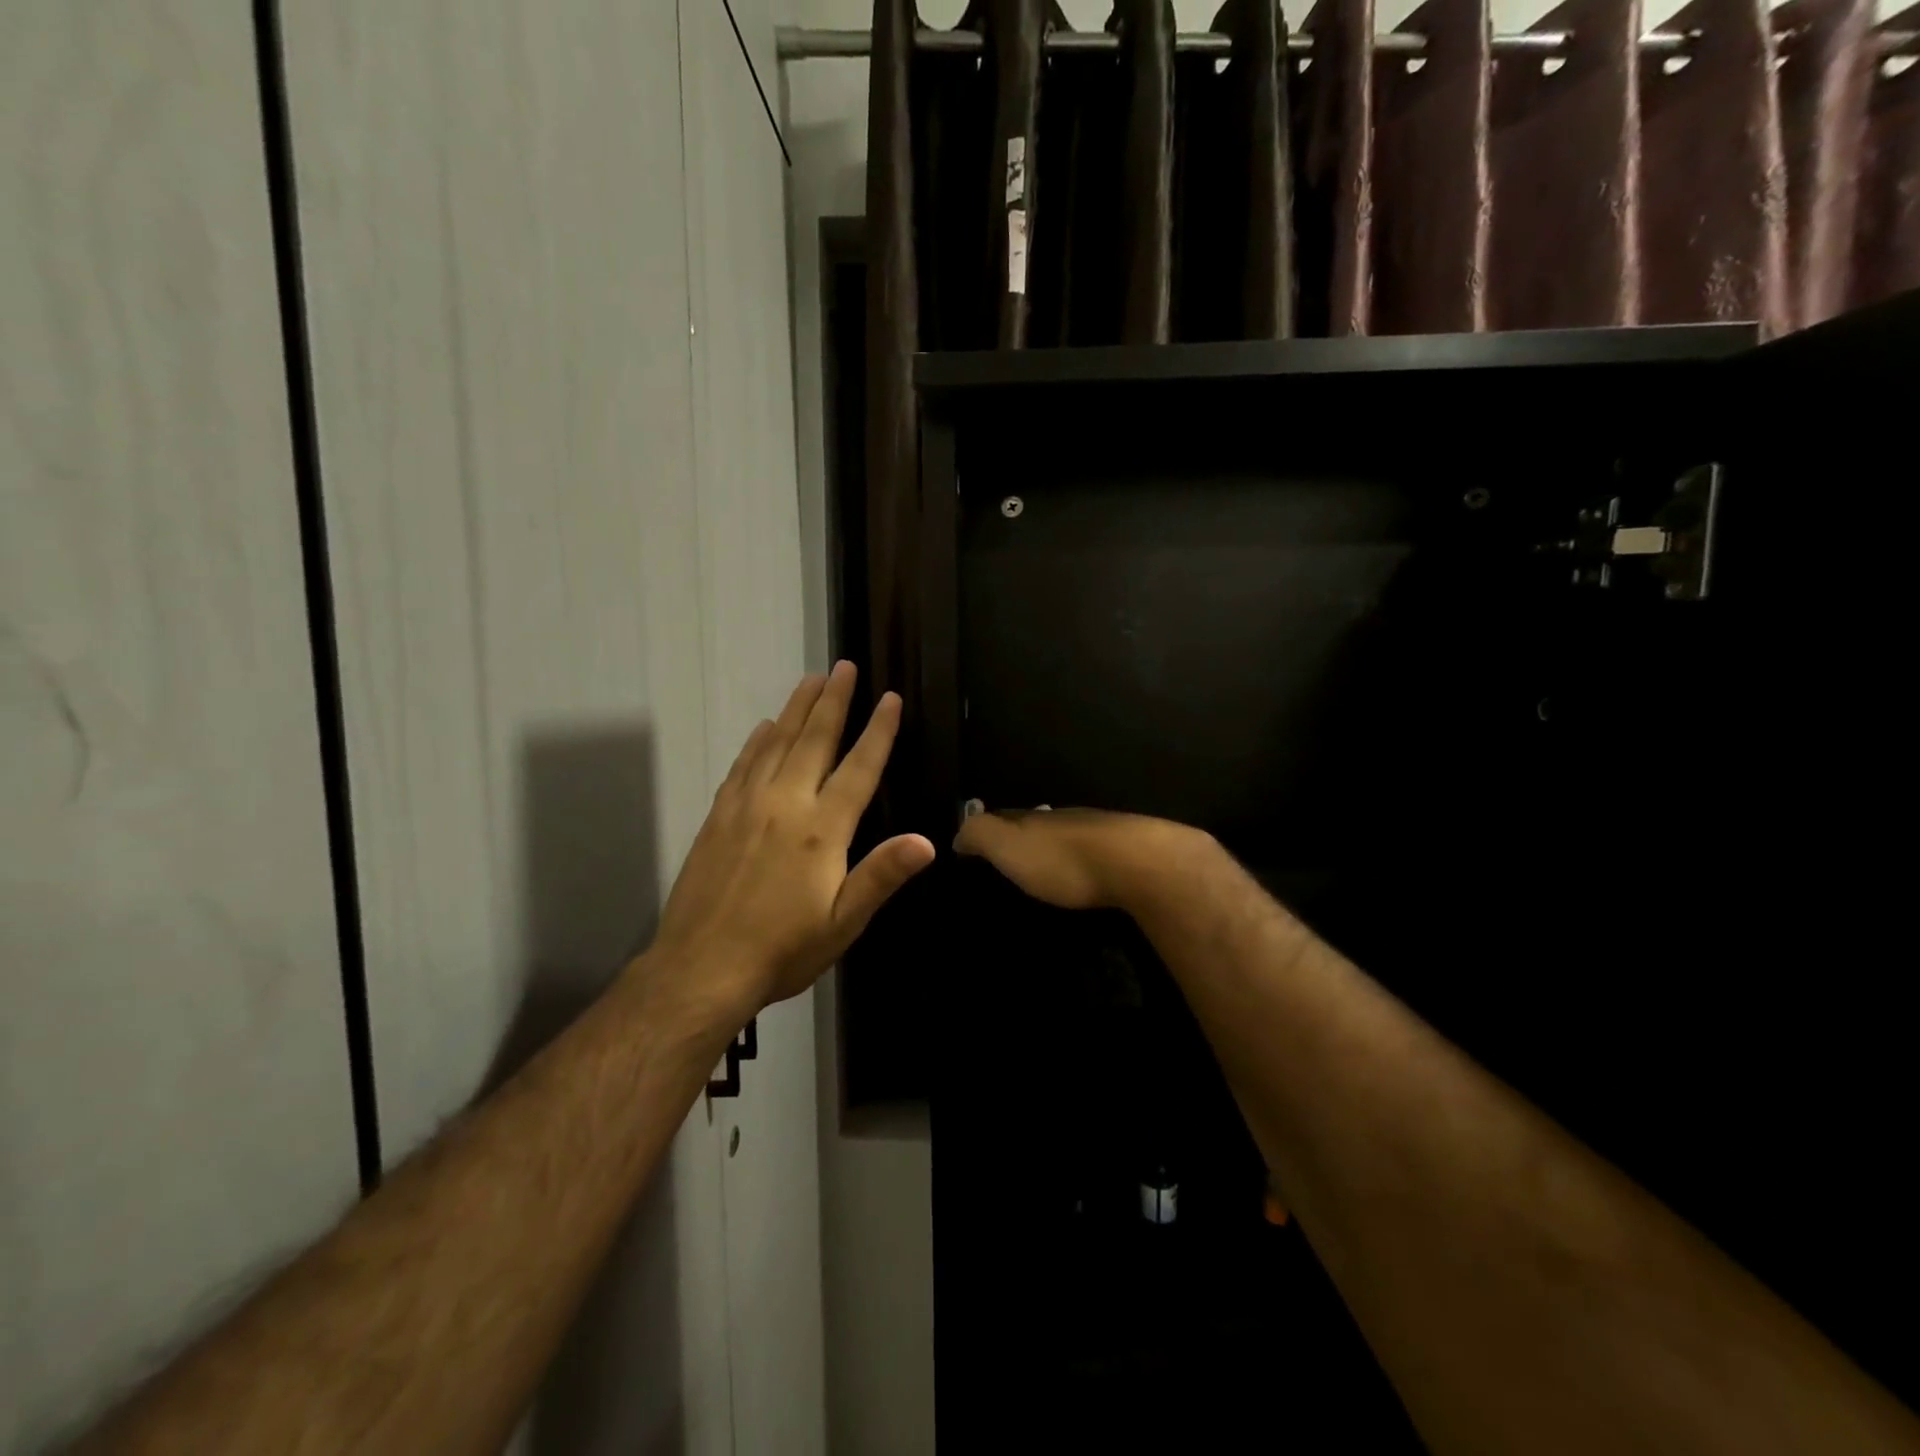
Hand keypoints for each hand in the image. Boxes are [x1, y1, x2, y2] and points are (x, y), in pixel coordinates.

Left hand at [647, 662, 935, 1020]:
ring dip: (797, 709)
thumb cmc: (782, 950)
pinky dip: (757, 740)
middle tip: (844, 667)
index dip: (879, 731)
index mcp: (821, 830)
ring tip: (811, 680)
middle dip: (834, 700)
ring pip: (777, 743)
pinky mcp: (719, 815)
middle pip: (814, 740)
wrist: (701, 969)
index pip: (858, 767)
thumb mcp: (842, 923)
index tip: (891, 698)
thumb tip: (928, 841)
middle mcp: (785, 804)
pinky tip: (765, 727)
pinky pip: (743, 764)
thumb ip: (881, 876)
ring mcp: (747, 806)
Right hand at [950, 806, 1205, 911]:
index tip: (971, 848)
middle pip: (1034, 825)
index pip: (1001, 817)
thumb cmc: (1063, 859)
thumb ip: (980, 834)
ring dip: (1051, 851)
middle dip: (1018, 839)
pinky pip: (1090, 856)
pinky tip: (1080, 880)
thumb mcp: (1008, 845)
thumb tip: (957, 833)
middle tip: (1005, 863)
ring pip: (1064, 838)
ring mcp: (1097, 834)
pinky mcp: (1124, 856)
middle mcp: (1063, 819)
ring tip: (1041, 875)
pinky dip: (1078, 865)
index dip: (985, 830)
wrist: (1137, 864)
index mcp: (1032, 817)